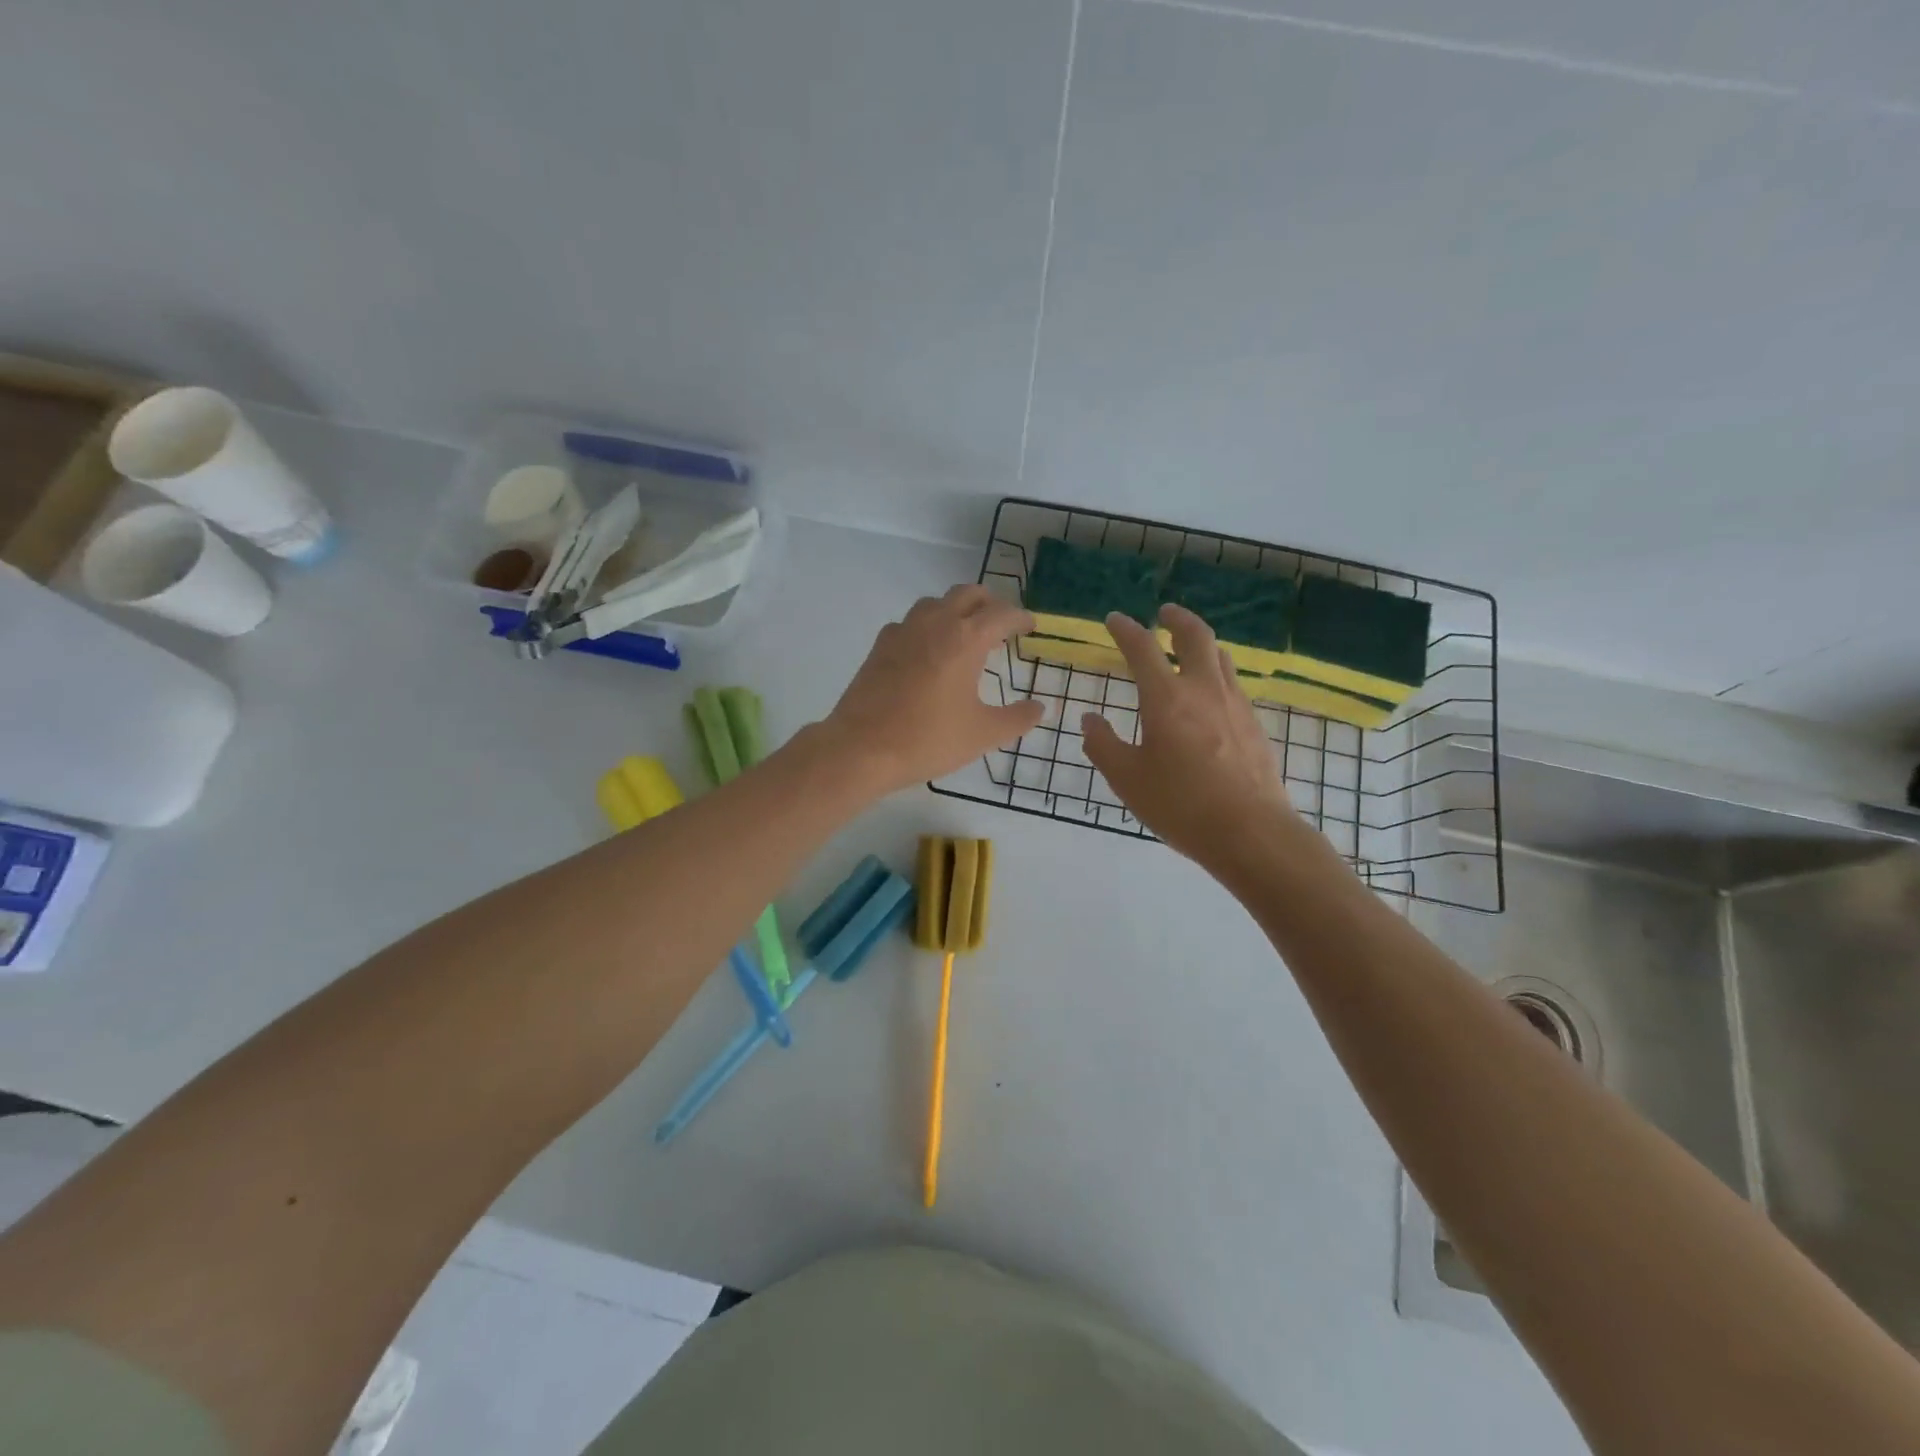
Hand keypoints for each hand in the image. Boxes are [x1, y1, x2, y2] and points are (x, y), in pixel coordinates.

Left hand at [823, 584, 1045, 794]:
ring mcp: (903, 631)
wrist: (861, 748)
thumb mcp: (983, 734)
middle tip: (1000, 625)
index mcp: (965, 639)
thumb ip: (1017, 718)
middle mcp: (935, 623)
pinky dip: (927, 627)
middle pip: (968, 594)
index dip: (1020, 618)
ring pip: (935, 603)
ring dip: (955, 610)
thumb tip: (1040, 708)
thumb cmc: (928, 739)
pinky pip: (910, 622)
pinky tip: (927, 652)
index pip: (1001, 614)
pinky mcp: (880, 646)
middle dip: (989, 604)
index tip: (1030, 626)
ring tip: (965, 635)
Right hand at [1080, 604, 1295, 872]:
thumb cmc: (1181, 805)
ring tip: (1188, 649)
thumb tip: (1090, 720)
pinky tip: (1210, 695)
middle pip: (1195, 635)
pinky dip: (1216, 673)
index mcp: (1166, 698)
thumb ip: (1103, 745)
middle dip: (1177, 618)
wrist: (1251, 832)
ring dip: (1201, 643)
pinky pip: (1233, 683)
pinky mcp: (1254, 724)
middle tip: (1164, 613)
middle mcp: (1204, 689)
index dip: (1125, 629)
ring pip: (1220, 656)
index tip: (1114, 620)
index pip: (1142, 648)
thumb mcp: (1127, 779)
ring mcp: (1235, 705)